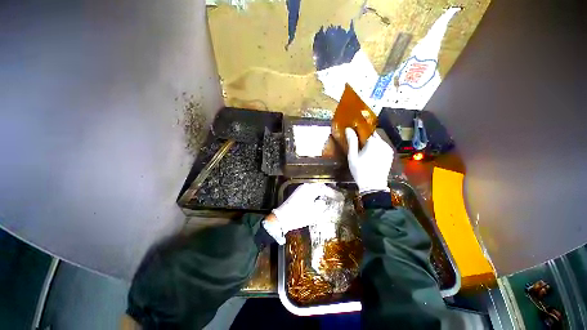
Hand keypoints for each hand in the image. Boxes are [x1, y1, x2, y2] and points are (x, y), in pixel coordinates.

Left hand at [265, 183, 335, 243]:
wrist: (282, 218)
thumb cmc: (299, 215)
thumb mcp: (313, 213)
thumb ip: (322, 206)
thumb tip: (325, 202)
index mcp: (310, 188)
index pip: (325, 188)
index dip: (333, 193)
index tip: (341, 198)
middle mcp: (306, 186)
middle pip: (320, 185)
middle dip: (329, 190)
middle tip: (336, 195)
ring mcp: (301, 189)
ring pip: (315, 188)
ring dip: (323, 191)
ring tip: (330, 197)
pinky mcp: (298, 193)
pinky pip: (311, 190)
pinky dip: (317, 193)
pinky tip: (320, 198)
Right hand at [345, 128, 393, 193]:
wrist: (373, 185)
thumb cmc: (360, 170)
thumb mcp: (353, 156)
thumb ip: (351, 142)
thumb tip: (348, 129)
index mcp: (374, 142)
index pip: (367, 131)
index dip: (360, 132)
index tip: (354, 134)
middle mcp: (383, 143)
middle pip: (374, 136)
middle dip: (366, 138)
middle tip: (358, 144)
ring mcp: (388, 149)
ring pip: (378, 141)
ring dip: (372, 143)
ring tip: (364, 150)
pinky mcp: (390, 155)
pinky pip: (382, 147)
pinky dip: (377, 148)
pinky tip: (371, 155)